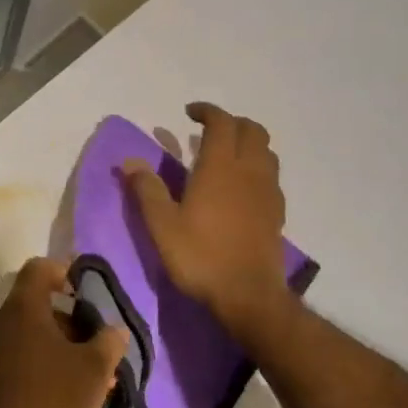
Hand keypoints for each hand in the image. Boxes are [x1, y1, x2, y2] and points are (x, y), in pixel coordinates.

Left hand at [0, 258, 126, 407]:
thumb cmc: (49, 399)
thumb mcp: (92, 371)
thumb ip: (108, 343)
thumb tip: (114, 329)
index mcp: (24, 307)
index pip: (40, 268)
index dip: (65, 270)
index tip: (87, 289)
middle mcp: (2, 320)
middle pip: (39, 305)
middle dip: (73, 320)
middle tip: (99, 343)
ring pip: (33, 334)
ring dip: (62, 347)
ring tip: (93, 375)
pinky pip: (22, 356)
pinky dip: (46, 364)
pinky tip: (69, 393)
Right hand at [120, 102, 293, 339]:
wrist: (248, 295)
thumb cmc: (201, 256)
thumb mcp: (162, 225)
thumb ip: (147, 190)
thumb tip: (130, 162)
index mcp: (220, 167)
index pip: (221, 123)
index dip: (207, 112)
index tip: (189, 113)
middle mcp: (249, 171)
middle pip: (252, 130)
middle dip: (231, 122)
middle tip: (208, 130)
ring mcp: (268, 191)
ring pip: (266, 151)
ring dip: (247, 143)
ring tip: (225, 155)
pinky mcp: (277, 212)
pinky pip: (271, 175)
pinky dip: (256, 167)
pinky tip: (241, 187)